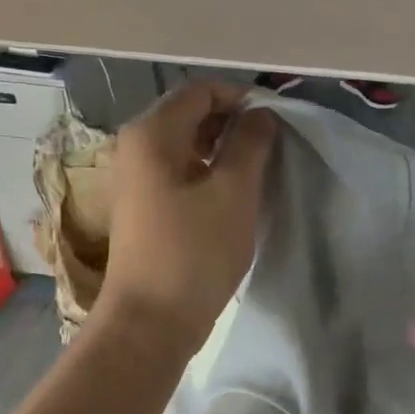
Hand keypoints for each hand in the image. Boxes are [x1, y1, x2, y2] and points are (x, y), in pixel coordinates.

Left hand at [101, 81, 276, 353]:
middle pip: (192, 116)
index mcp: (152, 134)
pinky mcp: (145, 209)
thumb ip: (250, 144)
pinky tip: (235, 196)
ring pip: (188, 147)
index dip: (242, 98)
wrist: (151, 322)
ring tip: (260, 171)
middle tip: (273, 147)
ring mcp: (137, 180)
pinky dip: (209, 175)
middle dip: (234, 124)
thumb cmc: (194, 253)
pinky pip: (181, 174)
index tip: (278, 121)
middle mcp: (136, 148)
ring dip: (224, 151)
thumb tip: (260, 115)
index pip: (202, 91)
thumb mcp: (234, 193)